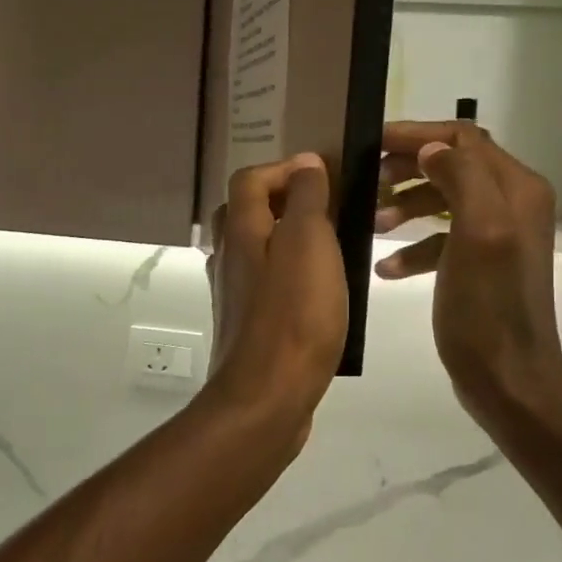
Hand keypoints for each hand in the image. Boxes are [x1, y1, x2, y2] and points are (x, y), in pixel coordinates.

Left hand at [206, 154, 348, 432]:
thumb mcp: (309, 243)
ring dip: (289, 238)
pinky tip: (320, 292)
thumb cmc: (294, 315)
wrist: (267, 398)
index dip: (284, 168)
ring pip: (256, 249)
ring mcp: (234, 294)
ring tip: (332, 248)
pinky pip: (266, 284)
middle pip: (246, 212)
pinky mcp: (247, 325)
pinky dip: (289, 275)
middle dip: (284, 201)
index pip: (250, 178)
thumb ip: (307, 199)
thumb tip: (306, 163)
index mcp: (241, 231)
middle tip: (328, 209)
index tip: (325, 176)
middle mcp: (229, 257)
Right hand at [373, 122, 561, 425]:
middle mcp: (511, 203)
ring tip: (372, 223)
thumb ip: (461, 178)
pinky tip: (386, 268)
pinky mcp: (480, 264)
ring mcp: (496, 235)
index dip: (416, 135)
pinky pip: (442, 239)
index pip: (462, 138)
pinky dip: (413, 246)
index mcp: (516, 189)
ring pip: (443, 199)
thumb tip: (431, 149)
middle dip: (407, 168)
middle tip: (367, 181)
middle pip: (452, 164)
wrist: (508, 379)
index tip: (372, 143)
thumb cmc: (489, 307)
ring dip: (406, 205)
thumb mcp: (479, 233)